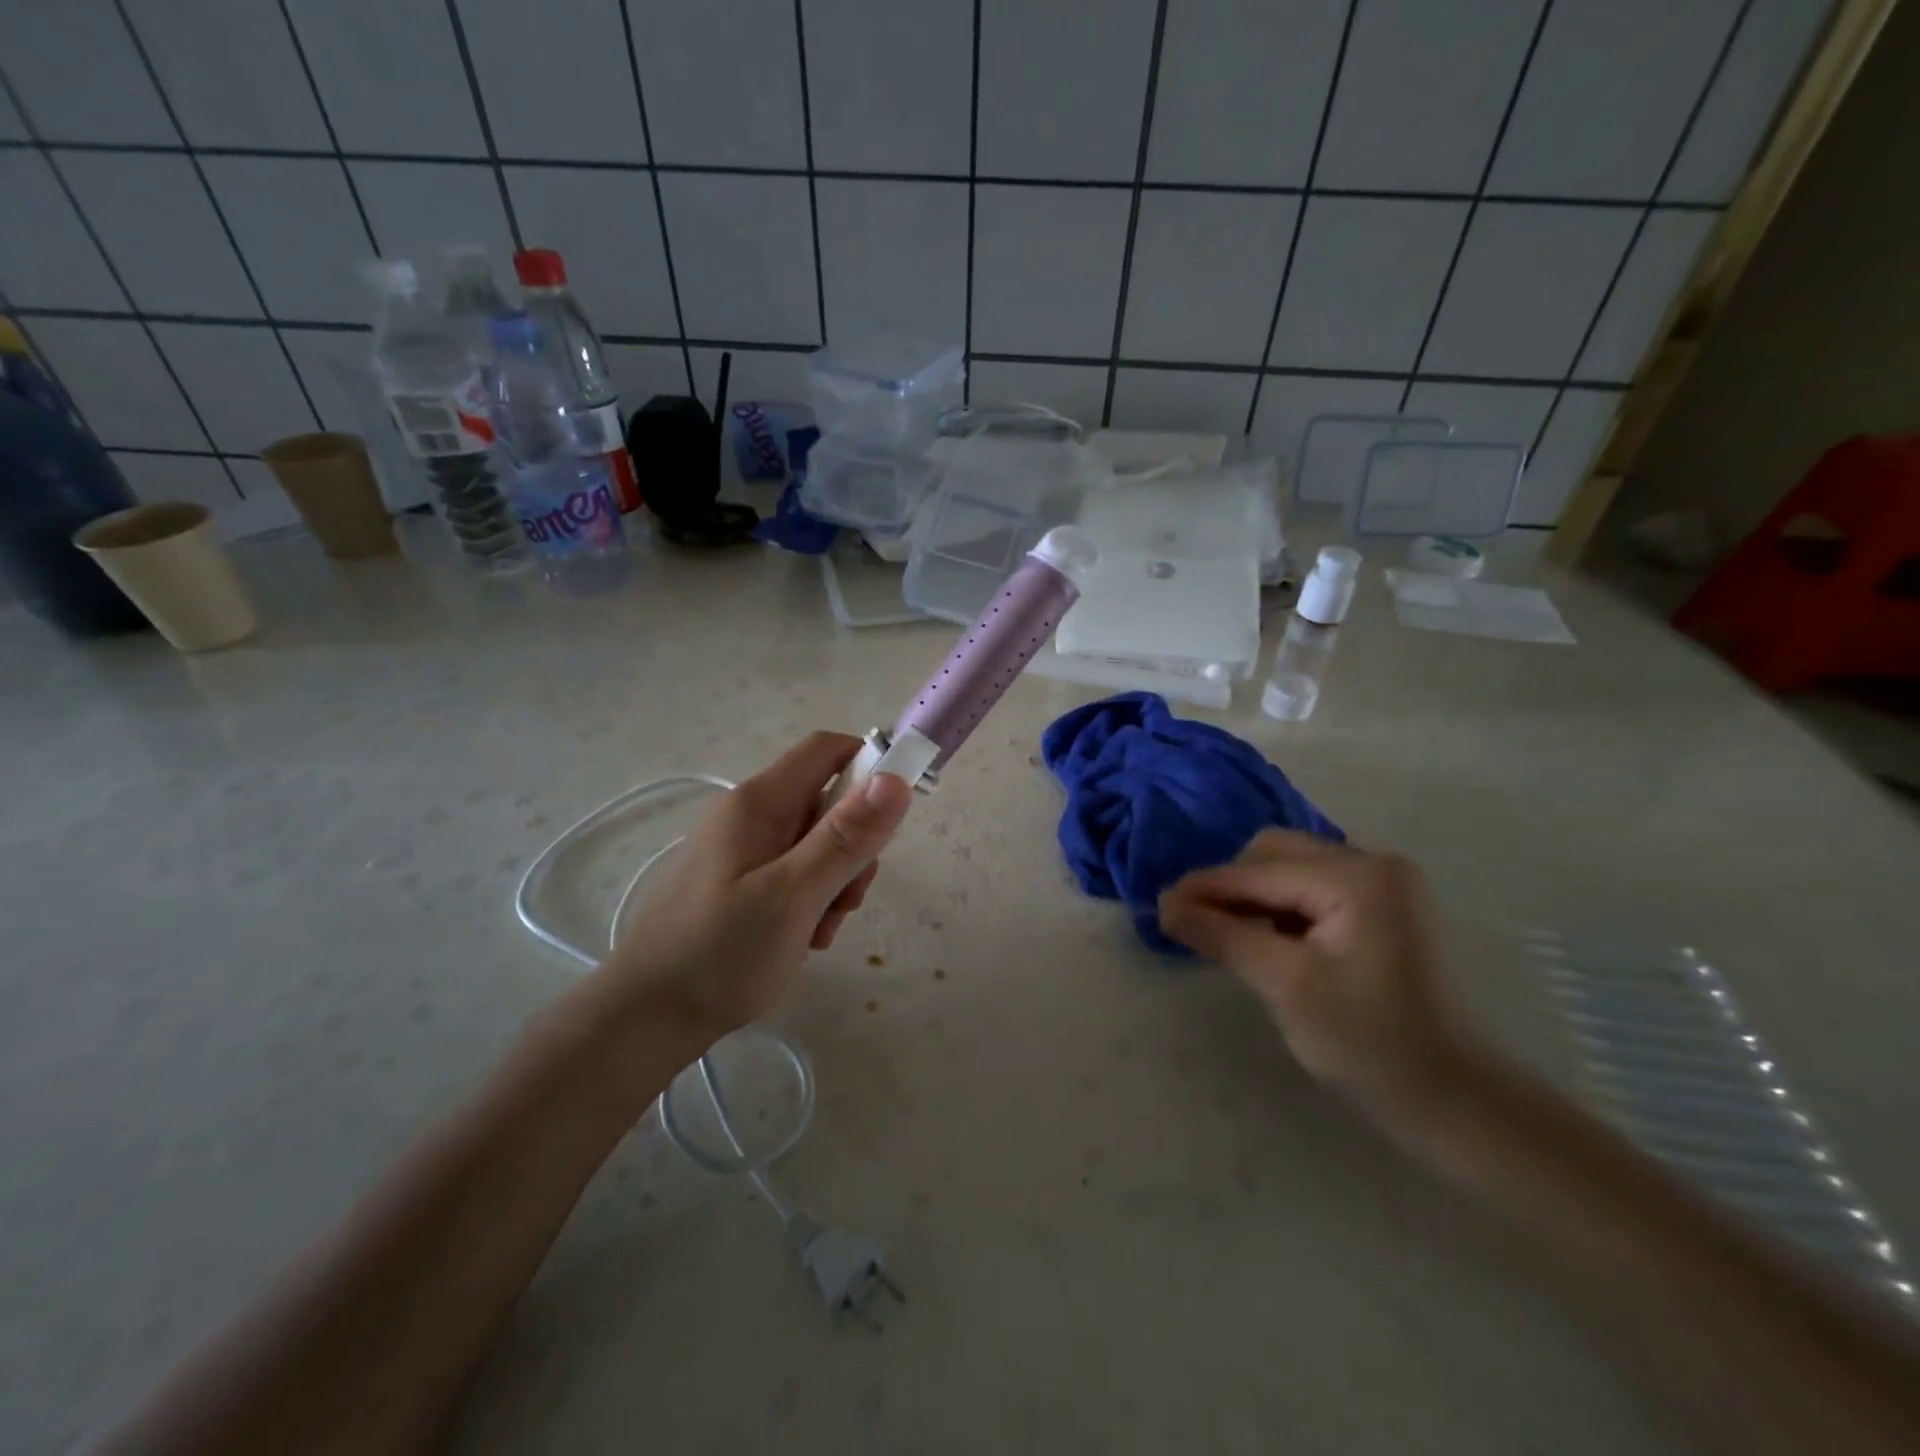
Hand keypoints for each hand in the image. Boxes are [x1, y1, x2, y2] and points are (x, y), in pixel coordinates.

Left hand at [592, 732, 913, 1045]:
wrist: (647, 1019)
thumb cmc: (719, 953)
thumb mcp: (793, 895)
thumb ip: (845, 838)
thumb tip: (895, 780)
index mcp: (759, 802)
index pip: (828, 750)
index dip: (870, 766)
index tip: (894, 817)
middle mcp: (751, 815)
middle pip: (828, 802)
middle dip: (853, 846)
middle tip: (847, 897)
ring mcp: (744, 849)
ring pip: (817, 843)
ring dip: (835, 882)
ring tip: (818, 929)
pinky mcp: (742, 882)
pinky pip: (796, 873)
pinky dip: (811, 901)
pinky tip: (802, 939)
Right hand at [1159, 831, 1467, 1115]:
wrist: (1458, 1103)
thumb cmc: (1371, 1045)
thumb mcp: (1285, 986)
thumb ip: (1222, 935)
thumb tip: (1164, 903)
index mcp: (1358, 877)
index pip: (1259, 871)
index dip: (1205, 888)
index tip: (1158, 906)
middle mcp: (1374, 864)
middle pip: (1275, 855)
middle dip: (1231, 887)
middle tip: (1198, 926)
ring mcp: (1385, 885)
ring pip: (1292, 871)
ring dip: (1254, 898)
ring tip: (1229, 937)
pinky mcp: (1385, 909)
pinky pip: (1314, 891)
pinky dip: (1281, 910)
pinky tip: (1268, 942)